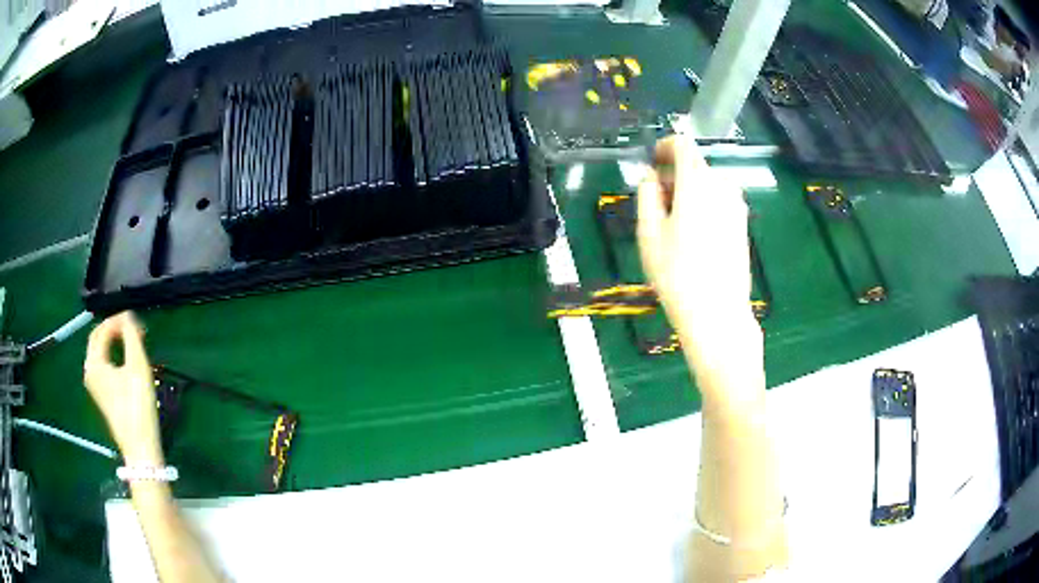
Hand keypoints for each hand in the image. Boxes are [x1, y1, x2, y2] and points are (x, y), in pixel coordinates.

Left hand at [84, 312, 163, 465]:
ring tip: (132, 341)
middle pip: (98, 340)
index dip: (118, 321)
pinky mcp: (103, 396)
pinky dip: (113, 356)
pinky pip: (104, 366)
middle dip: (114, 329)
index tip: (136, 320)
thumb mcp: (137, 366)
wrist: (140, 446)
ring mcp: (95, 386)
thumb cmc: (137, 405)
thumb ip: (131, 336)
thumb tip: (128, 317)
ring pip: (101, 353)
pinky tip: (127, 361)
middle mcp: (90, 371)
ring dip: (114, 342)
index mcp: (94, 362)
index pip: (102, 330)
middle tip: (133, 328)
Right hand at [637, 135, 760, 385]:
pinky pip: (720, 200)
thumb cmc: (677, 274)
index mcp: (697, 183)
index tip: (652, 163)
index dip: (665, 147)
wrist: (718, 313)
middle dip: (674, 174)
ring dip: (689, 190)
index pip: (683, 145)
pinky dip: (704, 203)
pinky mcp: (743, 223)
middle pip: (696, 165)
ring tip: (673, 221)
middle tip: (656, 201)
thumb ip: (647, 195)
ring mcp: (737, 205)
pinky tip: (694, 234)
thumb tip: (651, 176)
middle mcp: (722, 186)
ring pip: (708, 183)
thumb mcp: (649, 233)